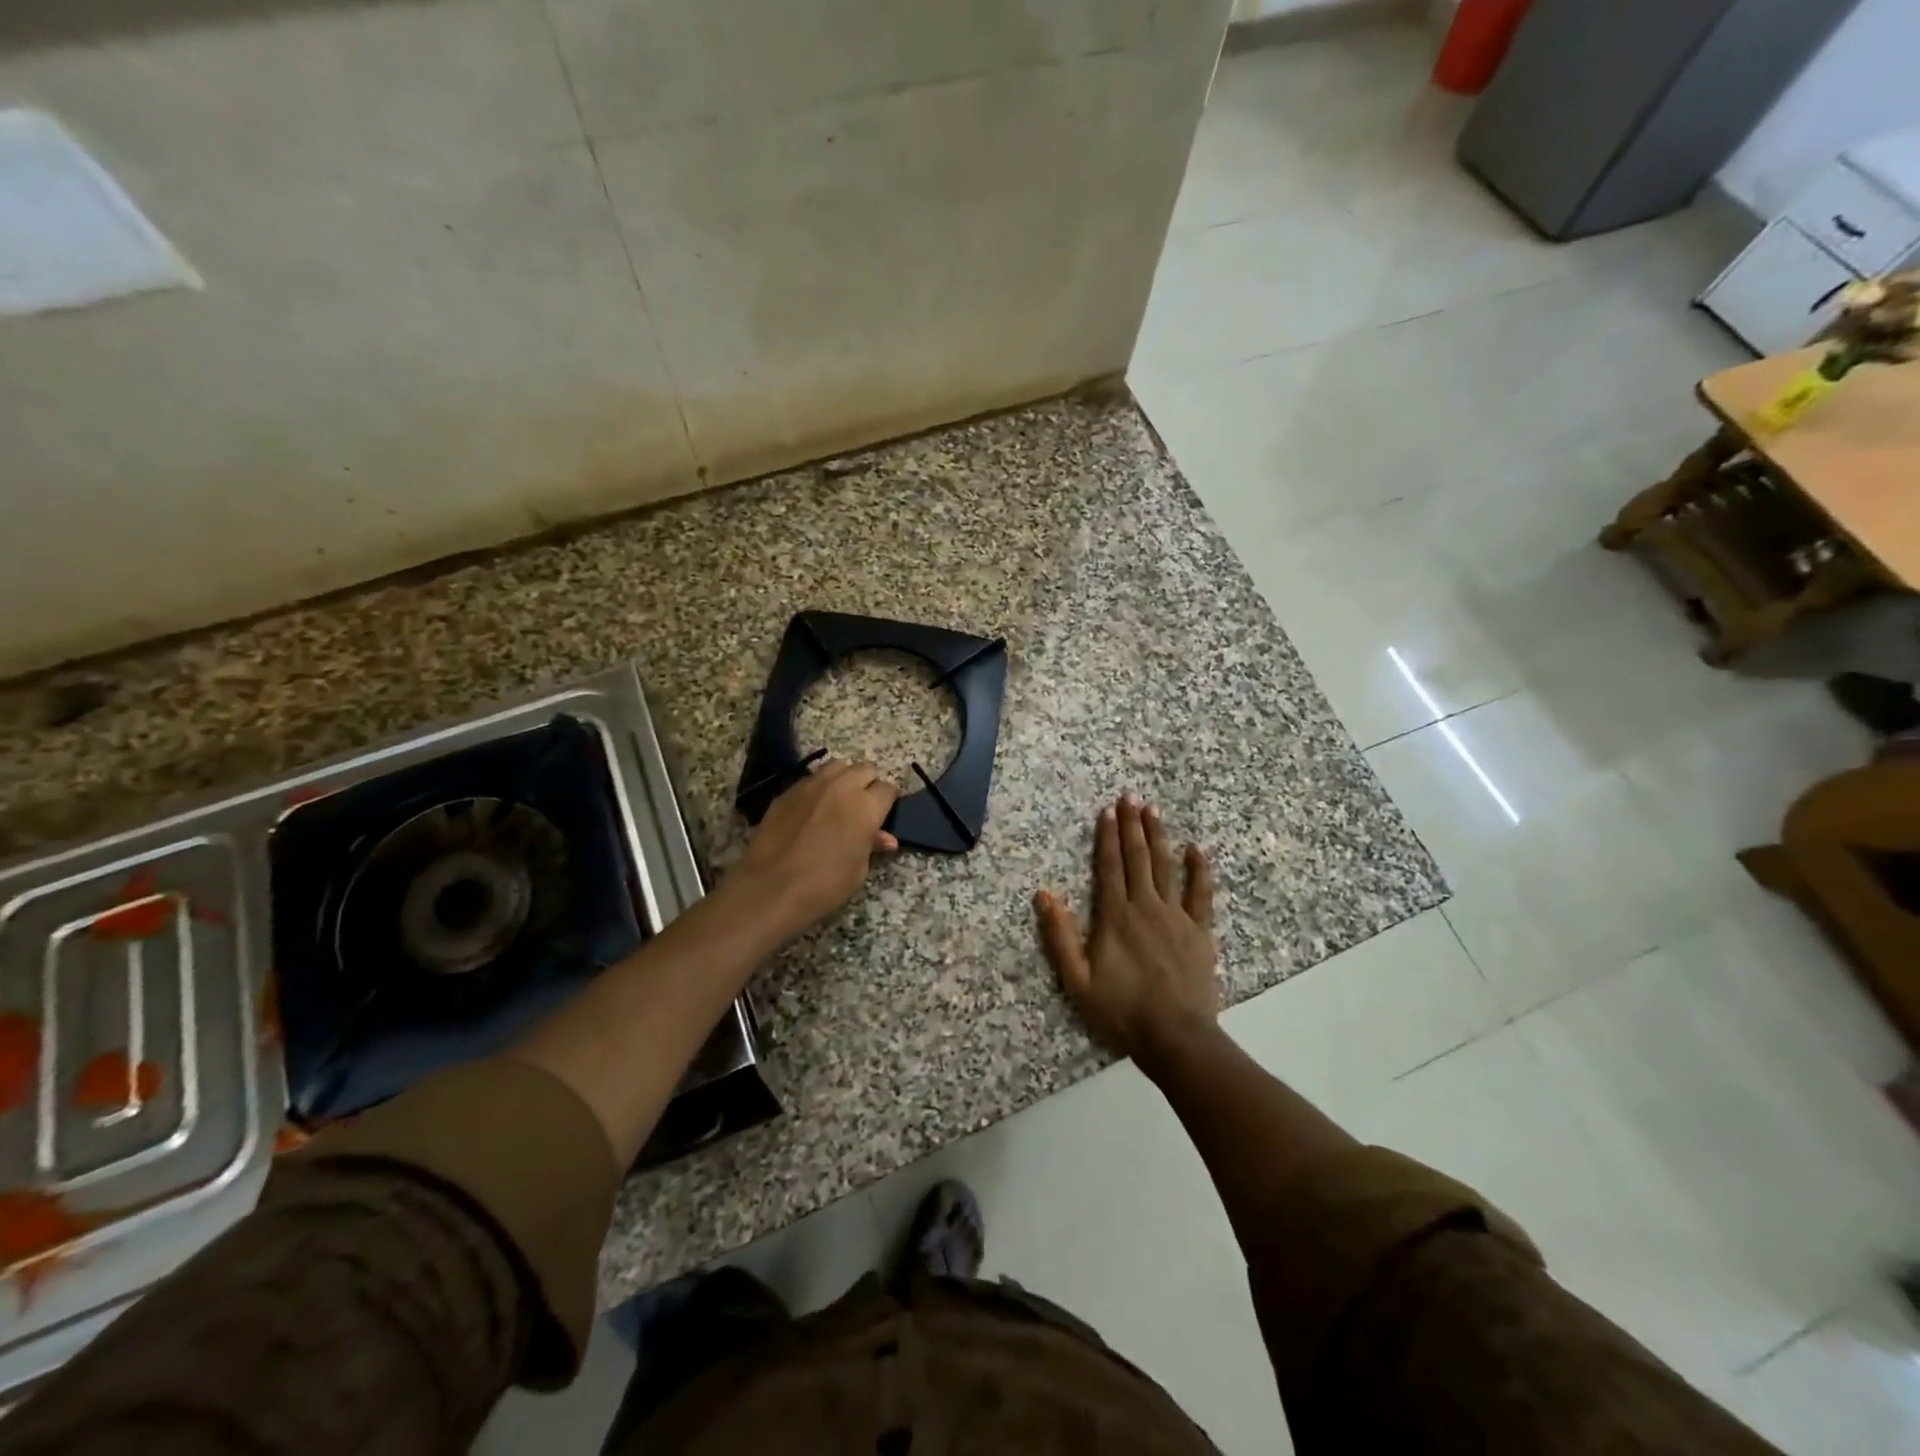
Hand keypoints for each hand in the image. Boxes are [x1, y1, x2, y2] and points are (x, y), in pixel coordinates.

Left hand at [732, 758, 899, 936]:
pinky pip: (811, 779)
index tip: (884, 815)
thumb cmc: (824, 885)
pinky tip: (811, 810)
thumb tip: (885, 838)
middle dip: (868, 784)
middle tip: (863, 807)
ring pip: (837, 766)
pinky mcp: (787, 791)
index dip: (888, 802)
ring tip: (838, 801)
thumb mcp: (858, 870)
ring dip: (843, 779)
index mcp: (866, 806)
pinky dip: (818, 788)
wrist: (771, 888)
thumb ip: (872, 845)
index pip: (888, 789)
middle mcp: (842, 786)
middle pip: (864, 769)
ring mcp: (812, 784)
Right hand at [1034, 793, 1218, 1069]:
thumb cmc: (1121, 1011)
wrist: (1175, 1038)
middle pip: (1138, 857)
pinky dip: (1198, 869)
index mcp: (1115, 916)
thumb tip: (1043, 894)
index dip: (1107, 836)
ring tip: (1152, 810)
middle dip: (1132, 825)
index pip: (1110, 866)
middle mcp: (1146, 906)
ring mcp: (1176, 917)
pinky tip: (1196, 848)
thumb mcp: (1077, 979)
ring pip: (1166, 867)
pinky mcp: (1199, 931)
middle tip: (1130, 796)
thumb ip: (1060, 936)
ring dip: (1158, 836)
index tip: (1107, 811)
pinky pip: (1201, 893)